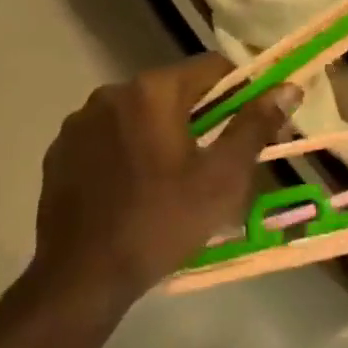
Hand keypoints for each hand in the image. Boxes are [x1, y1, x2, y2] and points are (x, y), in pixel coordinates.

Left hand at [26, 57, 299, 312]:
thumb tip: (288, 87)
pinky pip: (109, 136)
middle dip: (204, 114)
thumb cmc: (162, 222)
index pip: (213, 67)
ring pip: (141, 113)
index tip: (255, 125)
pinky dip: (130, 148)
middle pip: (176, 89)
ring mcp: (80, 122)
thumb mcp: (223, 177)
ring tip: (176, 176)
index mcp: (153, 91)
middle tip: (221, 157)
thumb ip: (255, 125)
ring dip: (164, 130)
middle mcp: (112, 93)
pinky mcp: (59, 151)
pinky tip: (136, 186)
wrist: (80, 280)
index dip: (243, 91)